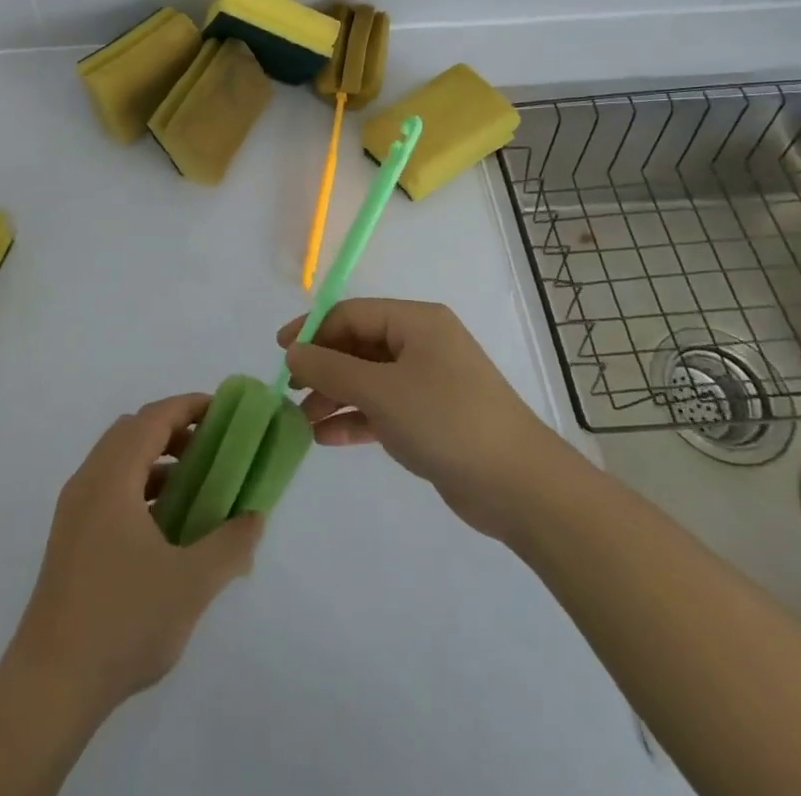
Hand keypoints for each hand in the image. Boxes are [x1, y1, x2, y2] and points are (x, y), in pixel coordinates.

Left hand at [7, 394, 264, 716]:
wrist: (50, 686)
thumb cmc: (122, 622)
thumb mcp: (191, 584)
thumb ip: (230, 545)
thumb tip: (255, 517)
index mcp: (112, 479)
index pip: (152, 419)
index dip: (189, 406)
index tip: (224, 411)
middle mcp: (87, 482)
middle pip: (132, 432)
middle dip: (175, 430)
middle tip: (214, 447)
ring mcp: (74, 511)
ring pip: (118, 462)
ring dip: (157, 461)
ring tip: (197, 486)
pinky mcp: (70, 539)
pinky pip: (109, 490)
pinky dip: (140, 487)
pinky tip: (166, 526)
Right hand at [278, 298, 556, 538]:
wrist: (519, 486)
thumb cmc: (446, 420)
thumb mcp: (381, 391)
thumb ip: (331, 369)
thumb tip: (292, 353)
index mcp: (415, 322)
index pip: (351, 314)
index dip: (313, 331)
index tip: (281, 355)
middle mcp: (421, 345)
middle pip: (358, 346)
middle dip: (322, 368)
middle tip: (290, 392)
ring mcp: (427, 382)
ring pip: (368, 380)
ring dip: (334, 397)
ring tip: (301, 422)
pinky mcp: (430, 419)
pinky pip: (382, 409)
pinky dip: (356, 419)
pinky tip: (326, 438)